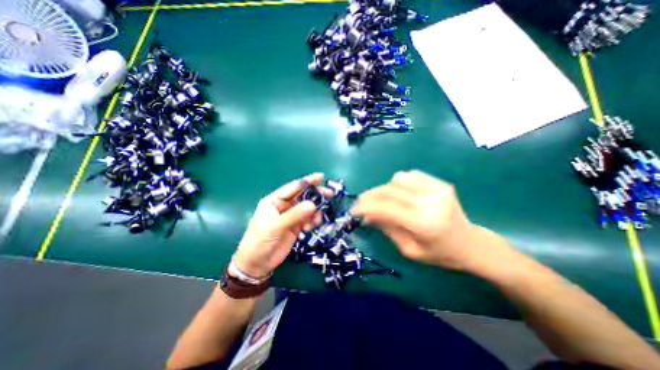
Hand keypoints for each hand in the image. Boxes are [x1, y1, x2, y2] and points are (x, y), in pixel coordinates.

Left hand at [231, 174, 325, 278]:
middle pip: (303, 196)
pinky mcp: (296, 226)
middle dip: (316, 195)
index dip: (307, 181)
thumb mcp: (275, 226)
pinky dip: (312, 221)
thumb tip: (313, 204)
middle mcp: (284, 206)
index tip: (321, 177)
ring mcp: (291, 216)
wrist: (257, 264)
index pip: (293, 187)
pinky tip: (309, 228)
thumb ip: (294, 215)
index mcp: (275, 200)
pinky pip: (308, 219)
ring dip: (315, 212)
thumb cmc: (260, 241)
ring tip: (316, 220)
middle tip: (330, 194)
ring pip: (308, 208)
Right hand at [353, 169, 485, 267]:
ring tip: (382, 200)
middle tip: (360, 203)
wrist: (470, 244)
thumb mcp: (409, 249)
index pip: (386, 208)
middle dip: (370, 196)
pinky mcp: (440, 183)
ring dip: (384, 189)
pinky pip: (410, 175)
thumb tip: (366, 215)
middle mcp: (431, 201)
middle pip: (389, 190)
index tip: (353, 211)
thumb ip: (387, 228)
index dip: (366, 206)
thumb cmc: (439, 254)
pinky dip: (398, 183)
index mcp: (424, 224)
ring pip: (397, 179)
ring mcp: (437, 189)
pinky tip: (398, 193)